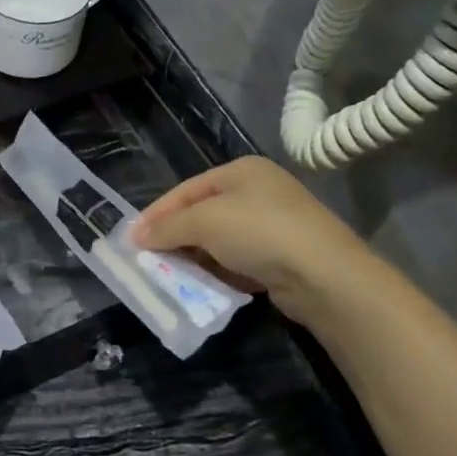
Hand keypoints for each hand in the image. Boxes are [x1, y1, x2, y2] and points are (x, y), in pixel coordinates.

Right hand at [131, 156, 367, 327]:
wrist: (324, 276)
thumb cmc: (260, 233)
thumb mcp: (205, 222)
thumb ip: (168, 226)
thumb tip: (136, 235)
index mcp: (241, 171)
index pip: (186, 189)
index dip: (157, 212)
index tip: (132, 238)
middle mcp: (259, 192)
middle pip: (203, 213)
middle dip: (175, 235)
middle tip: (147, 257)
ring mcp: (273, 225)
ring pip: (220, 239)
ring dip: (195, 256)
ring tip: (169, 274)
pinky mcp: (282, 256)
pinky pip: (237, 260)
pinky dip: (218, 270)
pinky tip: (203, 284)